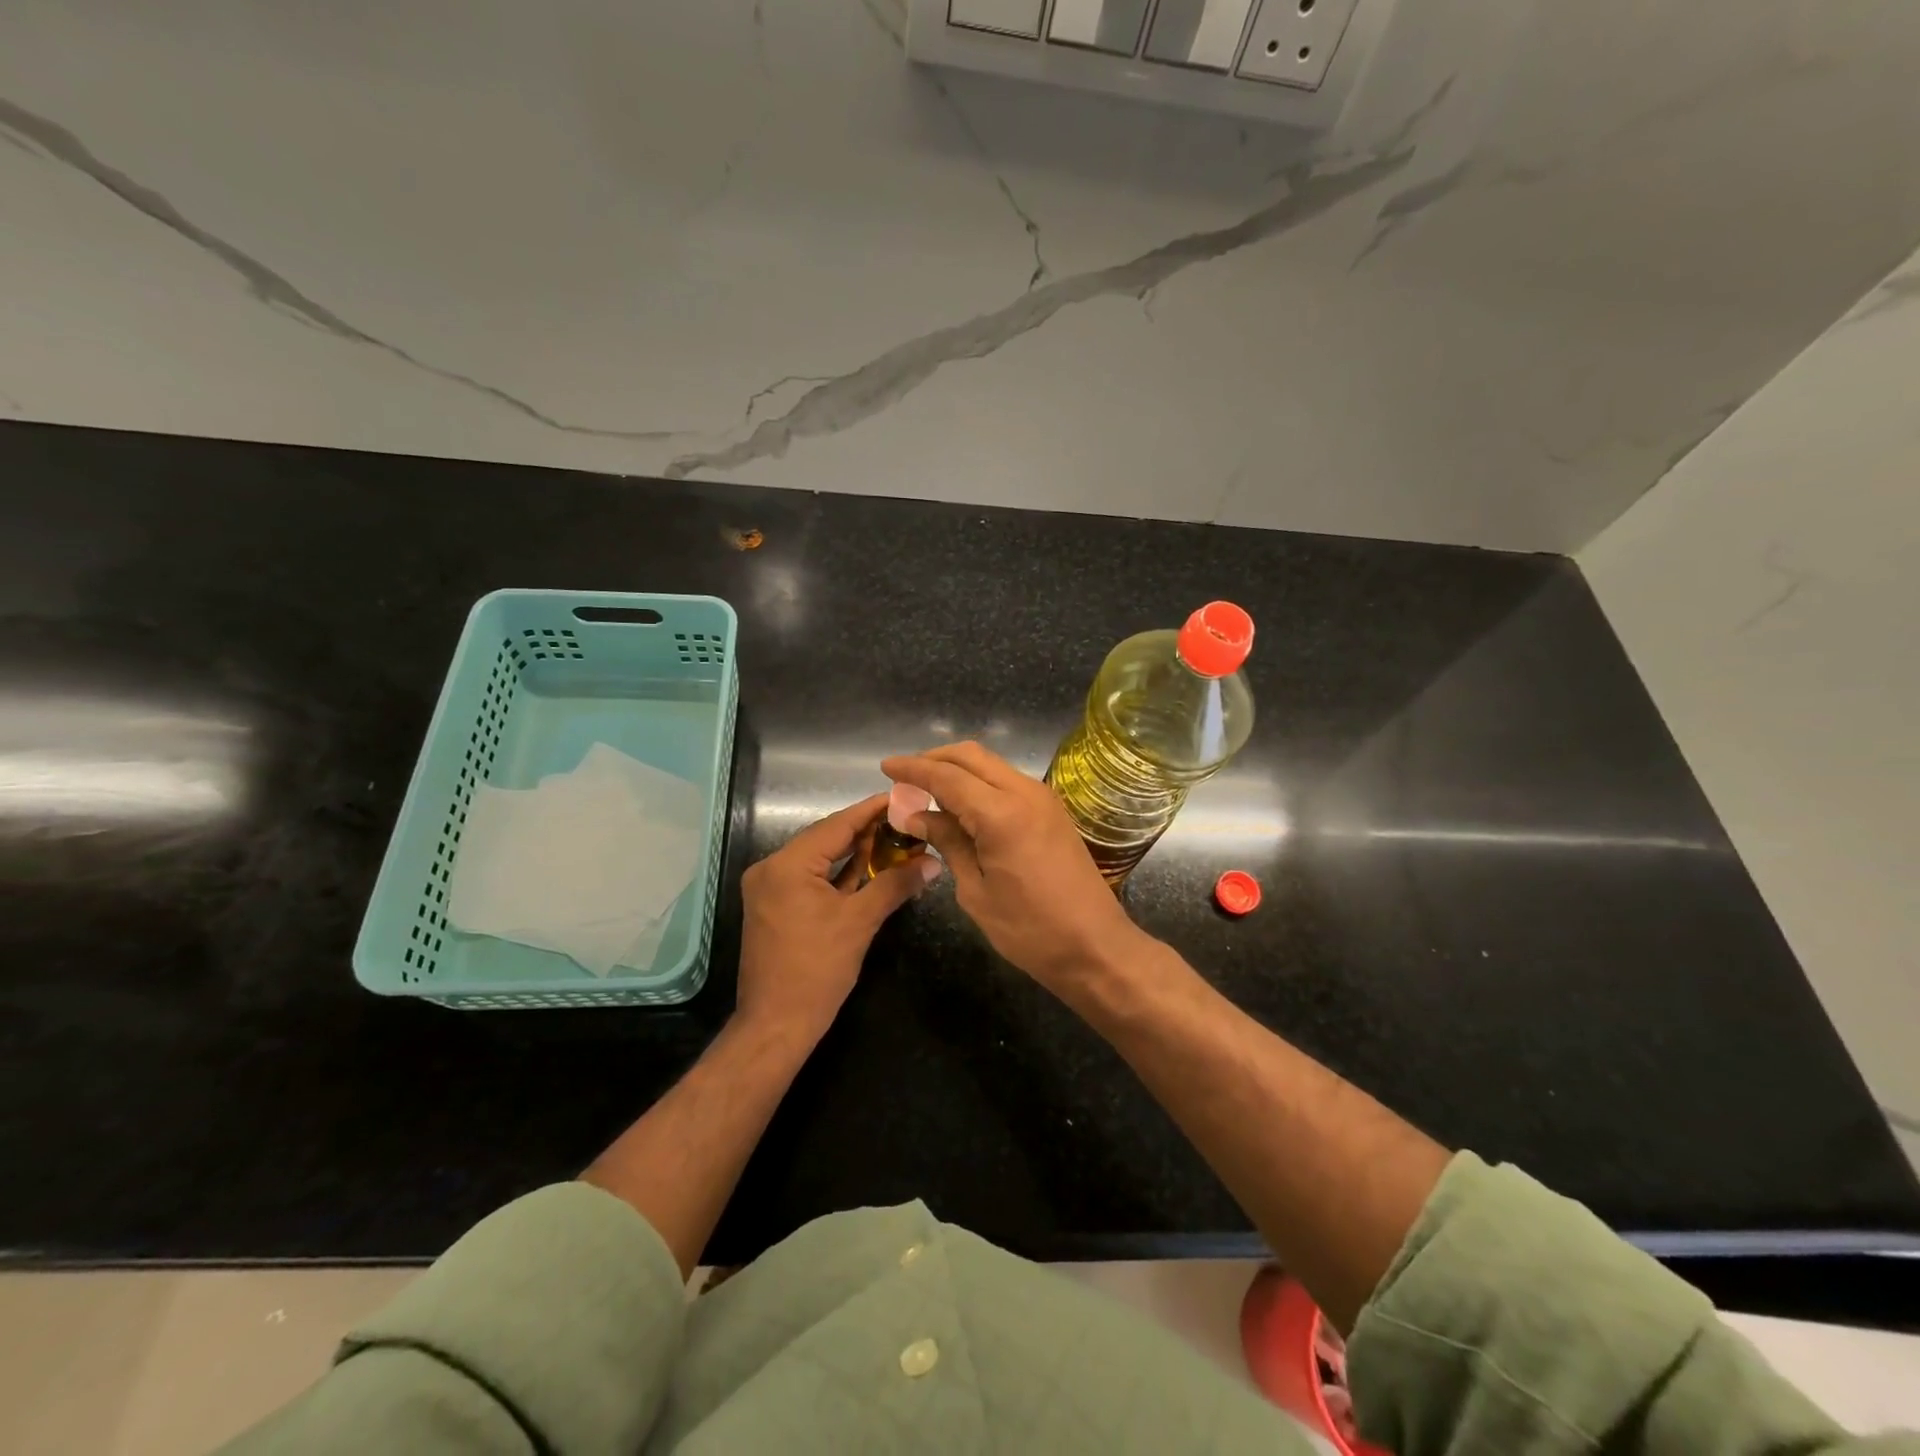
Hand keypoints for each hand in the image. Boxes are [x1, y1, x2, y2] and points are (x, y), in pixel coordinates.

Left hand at [736, 793, 937, 1045]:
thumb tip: (933, 862)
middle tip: (905, 817)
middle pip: (826, 837)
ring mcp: (770, 887)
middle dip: (866, 830)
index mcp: (786, 865)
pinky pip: (811, 878)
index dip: (872, 810)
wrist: (776, 1025)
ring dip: (854, 851)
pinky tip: (869, 865)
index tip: (902, 795)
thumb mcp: (860, 922)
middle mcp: (771, 867)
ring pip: (819, 858)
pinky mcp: (775, 905)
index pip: (837, 825)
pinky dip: (838, 873)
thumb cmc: (817, 971)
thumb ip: (895, 884)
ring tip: (894, 836)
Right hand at [880, 743, 1147, 990]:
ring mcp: (1043, 798)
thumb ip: (948, 842)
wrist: (1096, 947)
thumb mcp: (976, 891)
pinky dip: (979, 783)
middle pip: (971, 756)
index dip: (912, 768)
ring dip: (958, 770)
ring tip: (927, 791)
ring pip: (991, 765)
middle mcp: (1024, 792)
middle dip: (934, 759)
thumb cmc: (1029, 930)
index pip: (946, 775)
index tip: (885, 767)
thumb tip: (916, 815)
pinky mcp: (1053, 810)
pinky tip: (961, 805)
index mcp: (1001, 813)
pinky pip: (1007, 781)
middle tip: (905, 778)